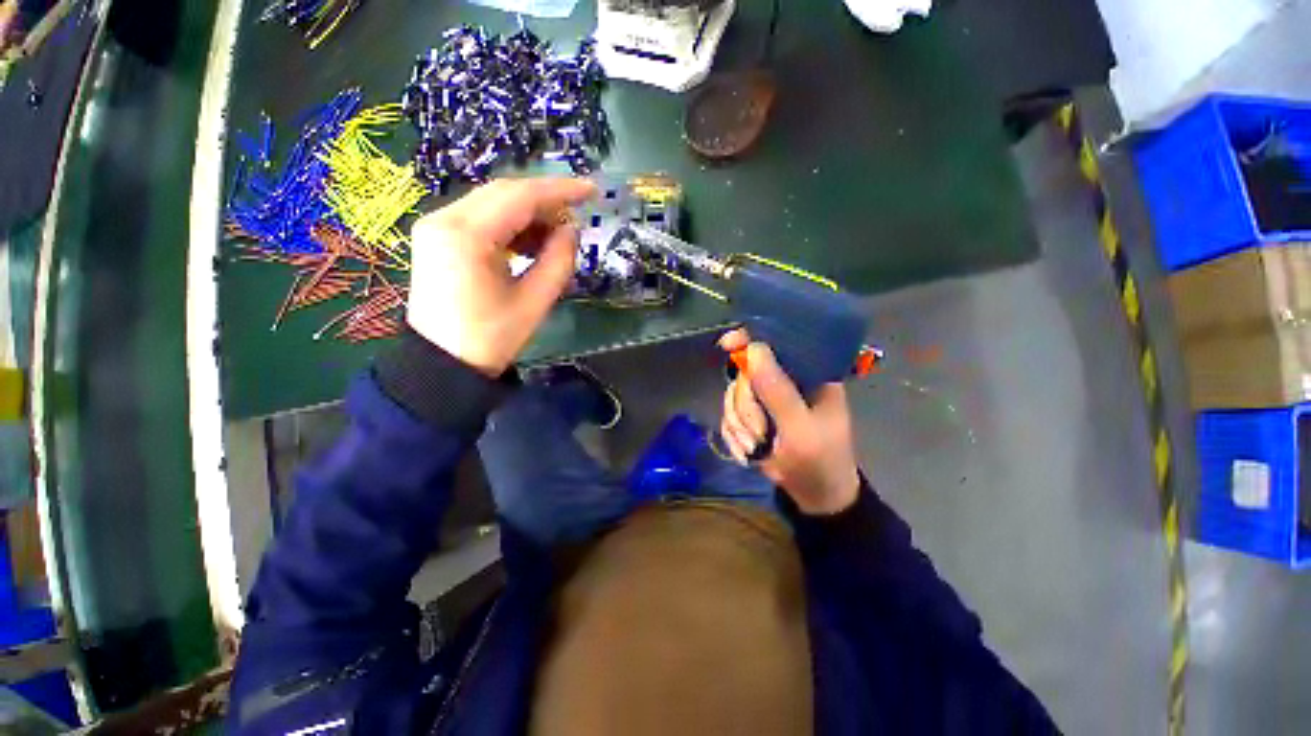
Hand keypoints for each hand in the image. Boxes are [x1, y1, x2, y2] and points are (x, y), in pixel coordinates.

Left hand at [407, 178, 596, 375]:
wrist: (443, 363)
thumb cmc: (491, 339)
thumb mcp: (534, 302)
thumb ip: (558, 261)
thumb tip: (571, 229)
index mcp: (466, 236)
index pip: (519, 196)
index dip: (560, 190)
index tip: (591, 190)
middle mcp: (444, 219)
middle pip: (503, 192)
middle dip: (545, 201)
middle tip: (576, 216)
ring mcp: (436, 226)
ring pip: (492, 203)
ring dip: (528, 214)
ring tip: (556, 236)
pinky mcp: (438, 237)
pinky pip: (480, 218)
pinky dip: (510, 225)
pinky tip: (529, 243)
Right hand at [718, 329, 860, 514]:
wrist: (815, 497)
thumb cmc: (820, 462)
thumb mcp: (802, 430)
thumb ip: (778, 392)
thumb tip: (752, 350)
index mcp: (808, 374)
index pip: (778, 343)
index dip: (750, 339)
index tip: (728, 345)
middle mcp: (785, 381)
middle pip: (745, 373)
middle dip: (746, 408)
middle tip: (758, 434)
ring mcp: (766, 399)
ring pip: (733, 395)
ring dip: (739, 425)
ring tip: (755, 448)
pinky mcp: (752, 416)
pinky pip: (728, 415)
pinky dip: (734, 435)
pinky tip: (747, 453)